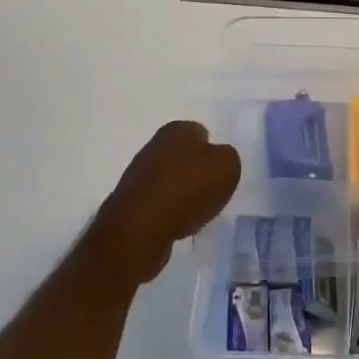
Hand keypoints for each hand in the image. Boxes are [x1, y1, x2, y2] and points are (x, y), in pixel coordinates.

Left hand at [85, 121, 240, 284]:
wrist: (139, 230)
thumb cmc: (187, 190)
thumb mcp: (227, 167)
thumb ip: (228, 158)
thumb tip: (218, 162)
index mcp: (178, 129)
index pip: (202, 133)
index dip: (214, 154)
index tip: (220, 175)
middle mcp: (155, 144)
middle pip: (185, 157)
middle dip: (197, 173)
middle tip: (210, 194)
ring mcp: (138, 174)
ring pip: (171, 181)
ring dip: (182, 195)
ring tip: (194, 214)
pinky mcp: (130, 202)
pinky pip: (158, 204)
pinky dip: (167, 214)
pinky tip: (175, 226)